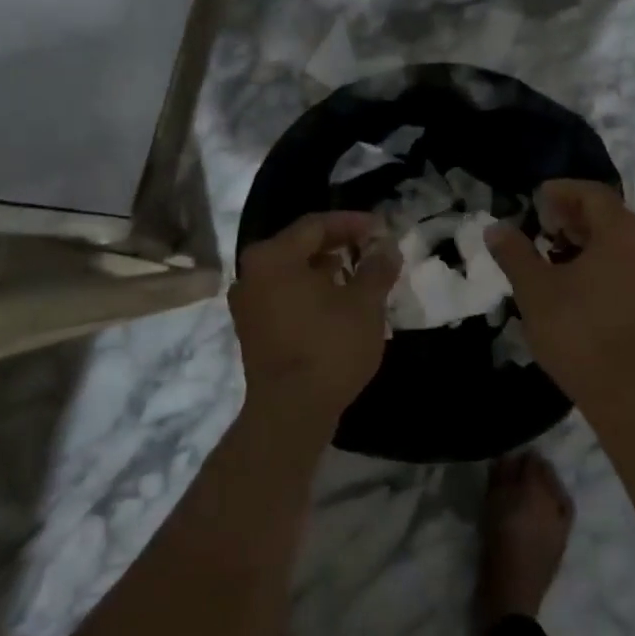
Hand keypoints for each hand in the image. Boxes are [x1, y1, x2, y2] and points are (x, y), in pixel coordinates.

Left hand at [229, 212, 399, 440]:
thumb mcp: (364, 304)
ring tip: (358, 276)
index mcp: (273, 257)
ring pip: (291, 272)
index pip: (315, 225)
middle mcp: (251, 274)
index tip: (381, 229)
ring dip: (324, 269)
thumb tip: (387, 247)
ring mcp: (247, 304)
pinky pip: (283, 295)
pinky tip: (336, 304)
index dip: (352, 223)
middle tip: (371, 249)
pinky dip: (310, 292)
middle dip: (338, 244)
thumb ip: (376, 268)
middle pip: (299, 245)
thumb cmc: (329, 348)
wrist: (290, 412)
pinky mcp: (252, 330)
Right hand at [485, 181, 634, 413]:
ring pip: (618, 239)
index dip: (562, 191)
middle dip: (571, 213)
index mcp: (624, 235)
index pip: (593, 195)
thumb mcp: (535, 289)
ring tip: (550, 249)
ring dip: (584, 236)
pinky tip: (571, 276)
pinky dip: (599, 257)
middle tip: (539, 222)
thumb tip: (495, 228)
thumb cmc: (577, 333)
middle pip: (608, 214)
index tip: (534, 198)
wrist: (623, 394)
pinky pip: (625, 261)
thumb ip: (515, 252)